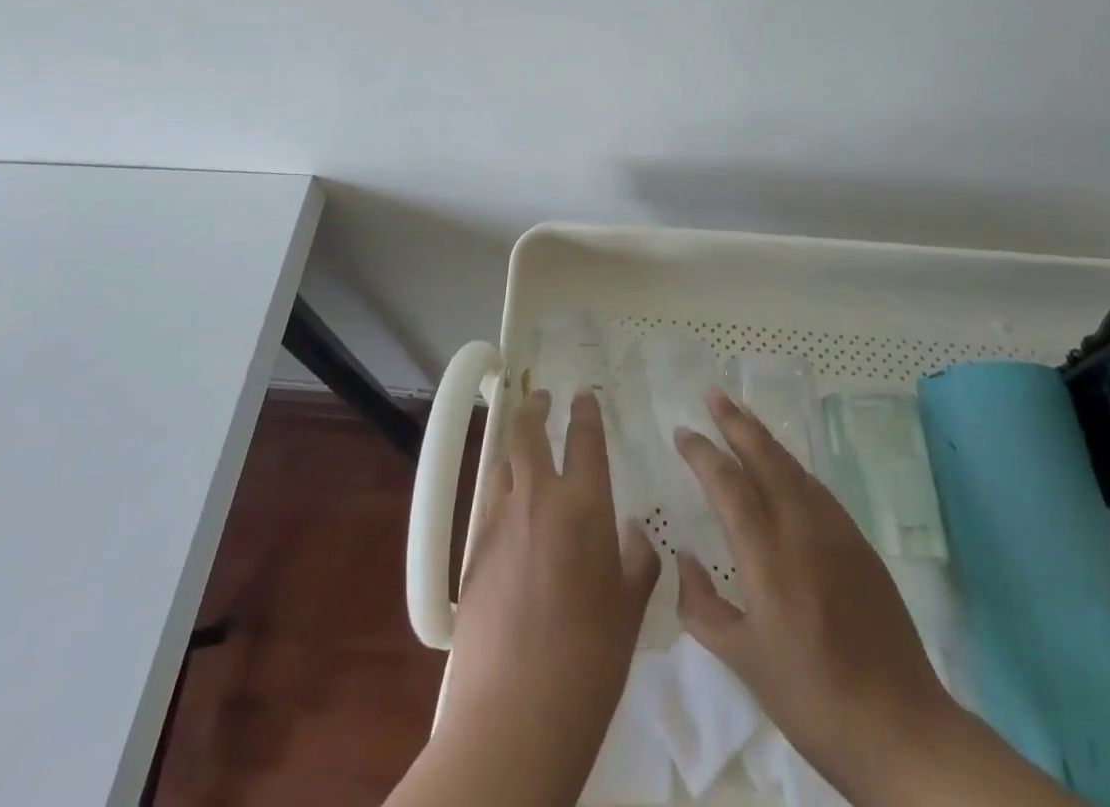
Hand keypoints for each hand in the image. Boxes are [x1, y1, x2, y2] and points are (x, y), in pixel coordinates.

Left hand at [420, 388, 659, 806]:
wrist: (515, 714)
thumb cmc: (591, 660)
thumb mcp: (630, 609)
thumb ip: (637, 560)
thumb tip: (632, 532)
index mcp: (583, 505)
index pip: (585, 439)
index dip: (585, 412)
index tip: (584, 394)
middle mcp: (537, 498)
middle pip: (528, 433)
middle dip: (535, 407)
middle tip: (541, 397)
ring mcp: (499, 522)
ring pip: (501, 464)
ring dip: (513, 452)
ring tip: (523, 457)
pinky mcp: (472, 552)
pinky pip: (487, 504)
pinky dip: (500, 494)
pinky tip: (509, 515)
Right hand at [674, 390, 1078, 806]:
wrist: (901, 729)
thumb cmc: (811, 698)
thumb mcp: (744, 661)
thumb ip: (702, 606)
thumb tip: (683, 558)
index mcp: (767, 555)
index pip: (727, 484)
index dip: (702, 452)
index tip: (682, 432)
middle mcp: (801, 529)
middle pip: (765, 457)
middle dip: (736, 422)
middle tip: (714, 394)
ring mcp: (837, 532)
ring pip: (794, 467)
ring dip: (764, 438)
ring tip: (742, 417)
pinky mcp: (861, 545)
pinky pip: (817, 489)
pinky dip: (792, 467)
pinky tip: (785, 469)